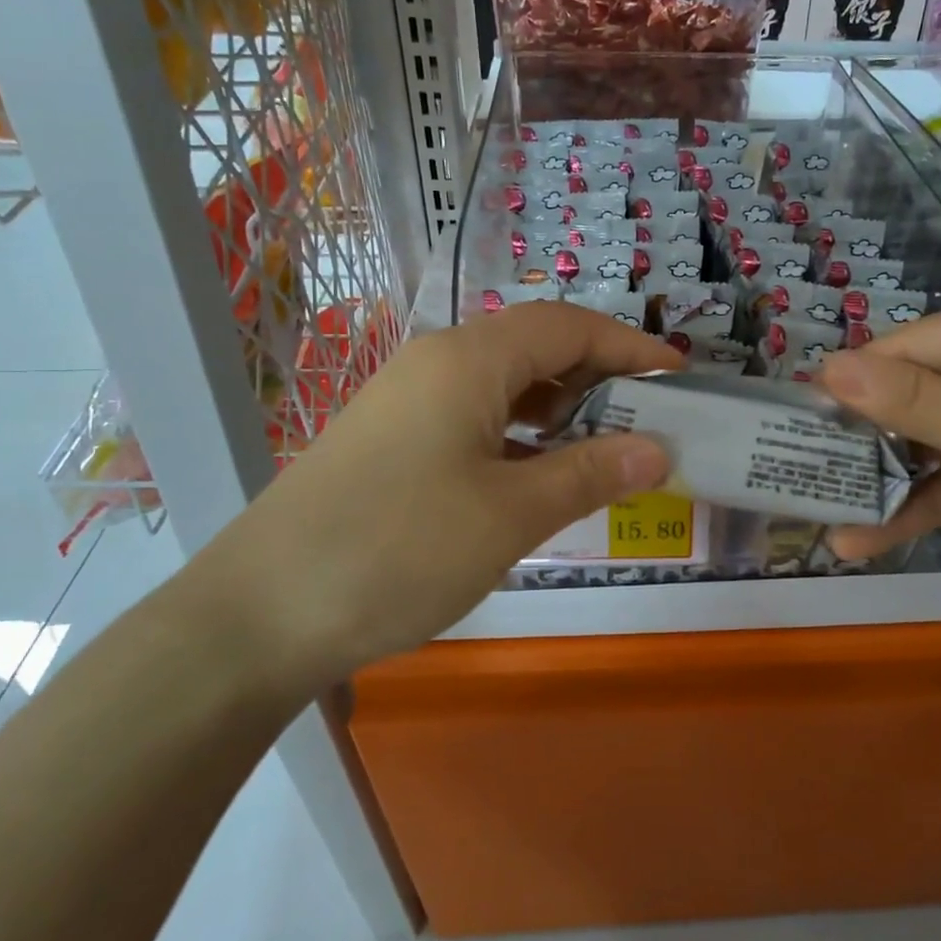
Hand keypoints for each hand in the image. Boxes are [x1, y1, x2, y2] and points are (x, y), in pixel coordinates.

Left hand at [188, 303, 676, 684]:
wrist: (259, 614)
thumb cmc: (397, 551)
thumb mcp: (509, 514)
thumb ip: (589, 473)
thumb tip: (659, 450)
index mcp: (468, 360)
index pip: (568, 326)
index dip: (630, 345)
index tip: (680, 376)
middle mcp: (437, 363)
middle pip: (536, 347)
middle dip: (601, 376)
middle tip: (652, 418)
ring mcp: (408, 400)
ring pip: (505, 385)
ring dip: (561, 408)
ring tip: (608, 448)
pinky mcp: (391, 439)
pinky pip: (474, 417)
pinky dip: (521, 435)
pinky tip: (540, 474)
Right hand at [820, 305, 940, 617]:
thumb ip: (912, 401)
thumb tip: (827, 366)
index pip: (916, 346)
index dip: (860, 375)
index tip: (802, 407)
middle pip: (913, 395)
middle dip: (862, 433)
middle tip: (800, 458)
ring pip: (921, 447)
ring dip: (876, 479)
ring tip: (816, 506)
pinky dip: (906, 510)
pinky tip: (859, 539)